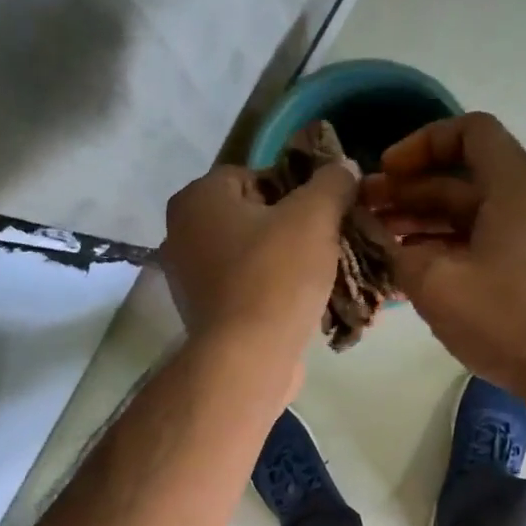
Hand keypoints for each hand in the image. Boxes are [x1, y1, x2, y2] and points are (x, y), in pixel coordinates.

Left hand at [161, 158, 357, 369]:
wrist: (248, 358)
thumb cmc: (275, 276)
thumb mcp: (315, 217)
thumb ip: (332, 183)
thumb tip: (343, 167)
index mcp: (197, 198)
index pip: (253, 175)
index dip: (295, 189)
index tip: (324, 211)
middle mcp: (182, 234)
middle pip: (252, 217)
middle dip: (292, 227)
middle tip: (328, 242)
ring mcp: (189, 278)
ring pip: (251, 256)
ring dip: (285, 262)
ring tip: (322, 274)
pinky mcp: (206, 315)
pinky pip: (246, 289)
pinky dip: (272, 292)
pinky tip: (302, 304)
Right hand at [363, 112, 525, 402]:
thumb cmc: (504, 319)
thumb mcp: (436, 284)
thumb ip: (397, 250)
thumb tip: (378, 235)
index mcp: (516, 185)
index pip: (468, 131)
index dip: (420, 144)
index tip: (387, 172)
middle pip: (464, 175)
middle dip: (411, 189)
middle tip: (366, 210)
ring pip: (473, 209)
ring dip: (425, 219)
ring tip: (381, 239)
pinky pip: (487, 236)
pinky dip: (449, 241)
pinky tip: (413, 264)